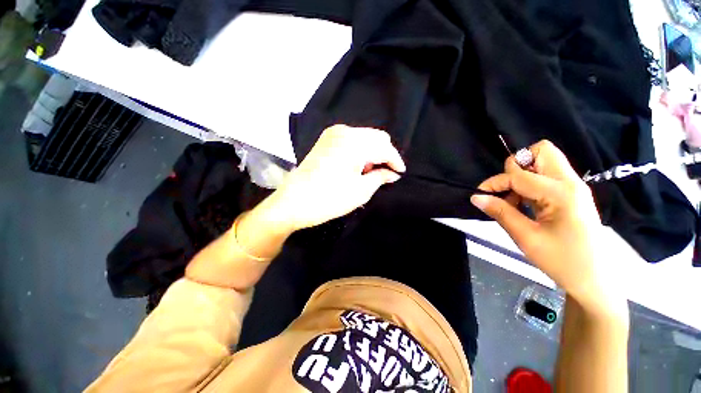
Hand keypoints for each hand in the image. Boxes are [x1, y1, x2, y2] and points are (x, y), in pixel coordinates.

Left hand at [263, 125, 405, 230]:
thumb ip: (380, 177)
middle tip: (385, 173)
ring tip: (369, 172)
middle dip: (385, 154)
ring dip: (372, 152)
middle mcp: (345, 131)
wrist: (294, 202)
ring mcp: (333, 133)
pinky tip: (357, 165)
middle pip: (376, 137)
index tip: (400, 173)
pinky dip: (360, 150)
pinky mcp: (326, 140)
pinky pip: (352, 139)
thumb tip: (392, 174)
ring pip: (364, 137)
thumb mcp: (360, 191)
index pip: (385, 147)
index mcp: (355, 143)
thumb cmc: (329, 199)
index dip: (395, 161)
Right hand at [471, 140, 626, 313]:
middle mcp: (570, 182)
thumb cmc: (561, 261)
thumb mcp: (526, 238)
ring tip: (513, 200)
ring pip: (544, 161)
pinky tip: (524, 204)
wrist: (593, 279)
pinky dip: (530, 183)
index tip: (480, 195)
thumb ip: (501, 213)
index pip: (518, 175)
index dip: (495, 183)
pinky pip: (547, 175)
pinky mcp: (572, 193)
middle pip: (541, 151)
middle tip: (506, 190)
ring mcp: (574, 186)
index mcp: (561, 193)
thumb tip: (476, 197)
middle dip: (516, 166)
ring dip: (522, 175)